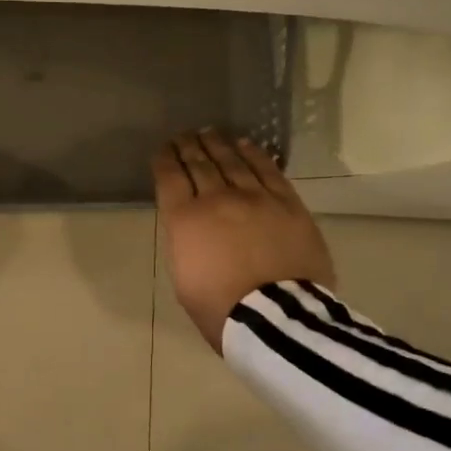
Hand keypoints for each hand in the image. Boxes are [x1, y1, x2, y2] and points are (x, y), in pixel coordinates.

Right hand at [152, 130, 334, 354]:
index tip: (163, 150)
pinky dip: (254, 154)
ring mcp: (255, 197)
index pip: (170, 178)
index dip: (165, 160)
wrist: (276, 318)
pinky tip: (246, 144)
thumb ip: (185, 243)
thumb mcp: (184, 279)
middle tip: (184, 136)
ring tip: (209, 133)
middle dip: (188, 147)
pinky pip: (268, 170)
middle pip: (200, 163)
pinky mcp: (287, 203)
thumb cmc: (221, 309)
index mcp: (185, 220)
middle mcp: (217, 199)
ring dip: (218, 144)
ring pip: (232, 161)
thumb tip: (192, 226)